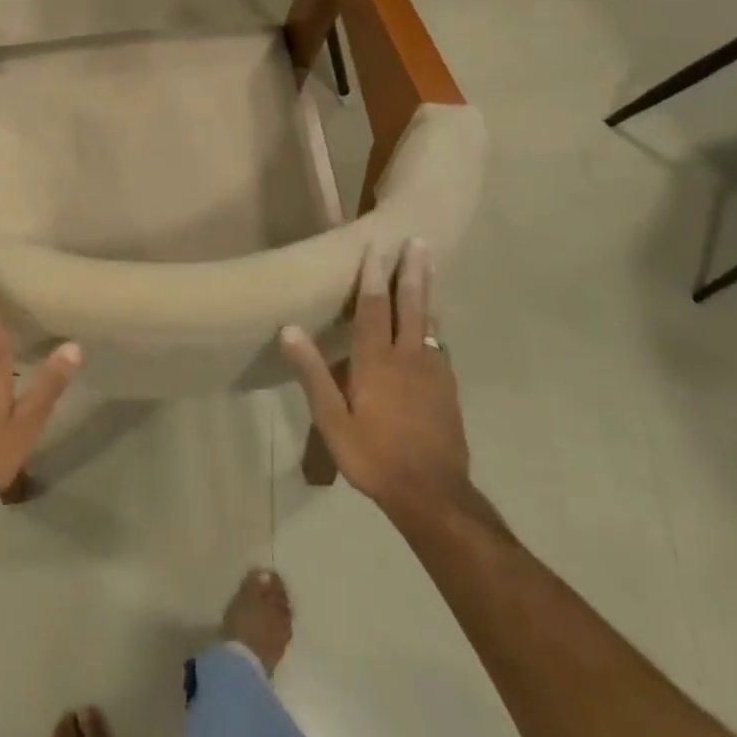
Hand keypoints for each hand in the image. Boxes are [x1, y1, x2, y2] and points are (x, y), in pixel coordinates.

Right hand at [279, 239, 470, 523]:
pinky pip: (438, 346)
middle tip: (419, 242)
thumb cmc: (373, 455)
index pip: (374, 309)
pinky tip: (432, 328)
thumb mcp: (332, 420)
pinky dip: (433, 326)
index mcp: (376, 362)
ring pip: (429, 323)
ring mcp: (433, 373)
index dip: (373, 277)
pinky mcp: (447, 390)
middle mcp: (408, 358)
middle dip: (413, 272)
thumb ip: (313, 373)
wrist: (432, 494)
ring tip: (428, 269)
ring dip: (427, 292)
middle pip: (412, 306)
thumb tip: (289, 329)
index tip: (375, 246)